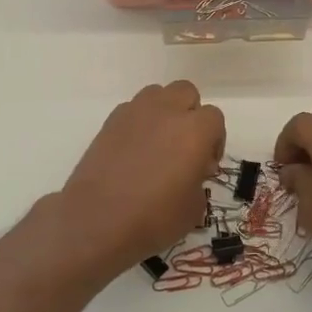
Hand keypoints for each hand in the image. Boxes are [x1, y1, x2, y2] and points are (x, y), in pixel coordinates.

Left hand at [53, 82, 225, 274]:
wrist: (96, 219)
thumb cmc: (153, 218)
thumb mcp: (193, 210)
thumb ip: (198, 181)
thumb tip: (190, 173)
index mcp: (194, 130)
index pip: (215, 118)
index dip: (214, 140)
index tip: (205, 165)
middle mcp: (167, 111)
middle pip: (186, 93)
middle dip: (190, 114)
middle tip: (185, 146)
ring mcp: (135, 112)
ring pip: (158, 94)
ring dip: (164, 112)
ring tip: (158, 144)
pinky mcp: (110, 121)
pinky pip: (132, 109)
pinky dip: (139, 123)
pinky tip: (133, 151)